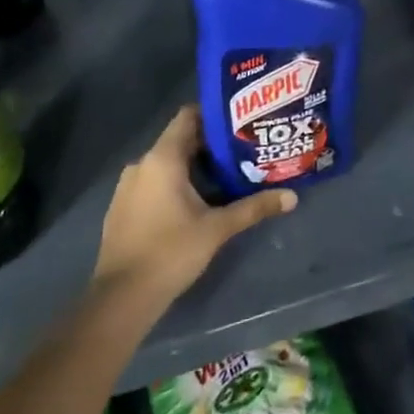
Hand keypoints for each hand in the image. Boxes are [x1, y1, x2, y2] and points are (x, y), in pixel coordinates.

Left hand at [92, 106, 295, 310]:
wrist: (121, 298)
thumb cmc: (171, 252)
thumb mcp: (218, 228)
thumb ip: (254, 208)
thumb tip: (292, 197)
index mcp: (163, 158)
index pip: (188, 116)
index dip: (214, 115)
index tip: (240, 124)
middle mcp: (142, 164)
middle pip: (180, 140)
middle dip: (211, 145)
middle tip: (243, 151)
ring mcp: (128, 186)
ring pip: (167, 163)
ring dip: (194, 167)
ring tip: (226, 177)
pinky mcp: (122, 207)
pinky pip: (153, 182)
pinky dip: (175, 184)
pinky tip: (196, 203)